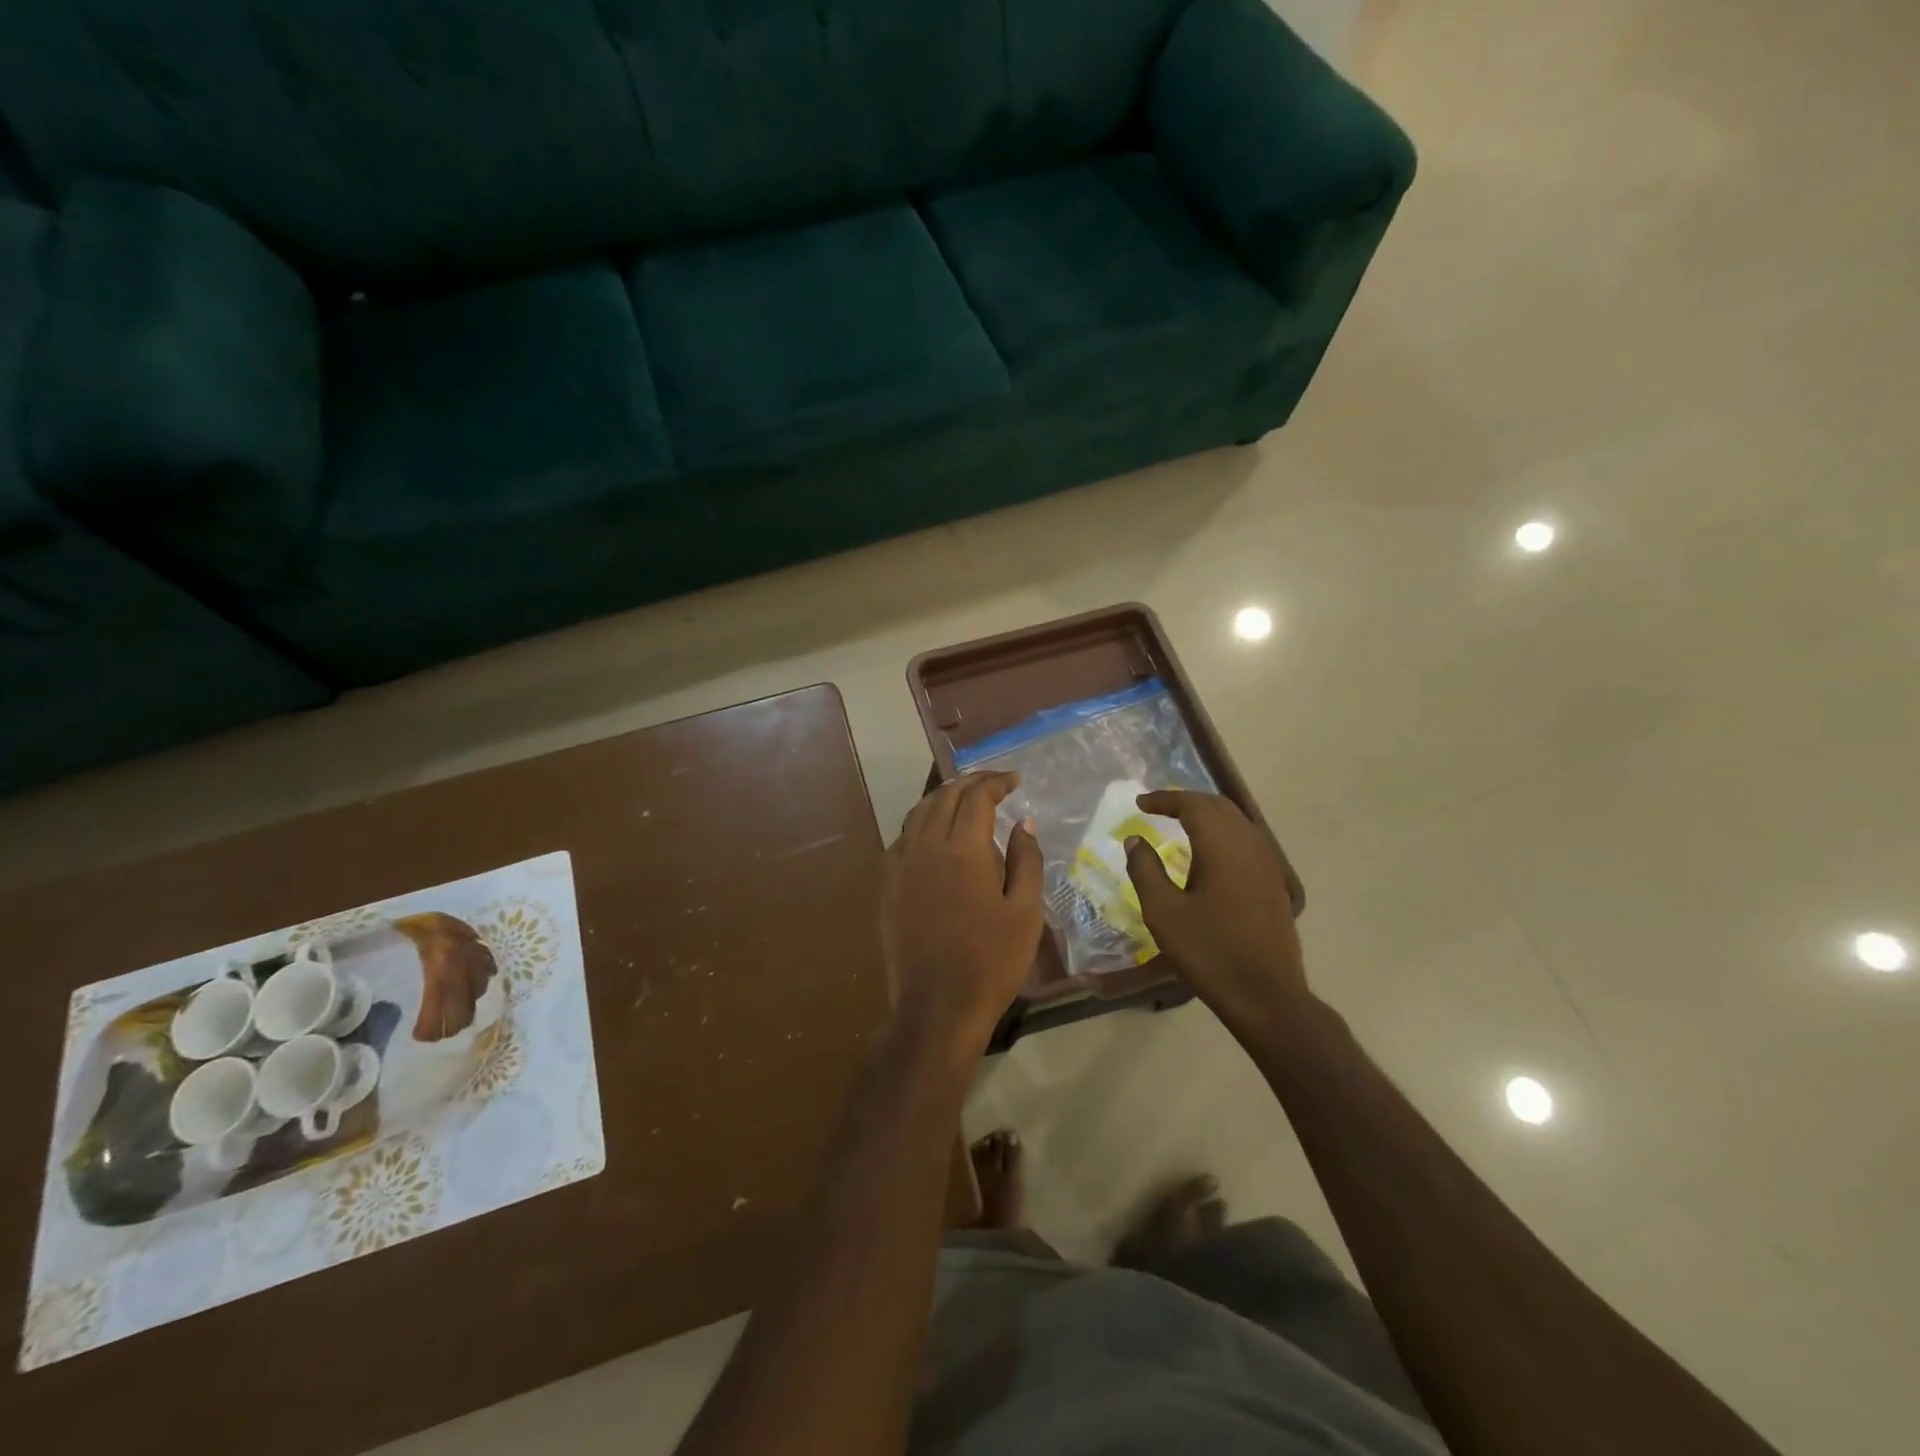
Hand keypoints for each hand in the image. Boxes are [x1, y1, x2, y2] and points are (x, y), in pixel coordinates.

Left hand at [882, 772, 1043, 1053]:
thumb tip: (1023, 823)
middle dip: (971, 783)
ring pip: (919, 812)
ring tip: (965, 799)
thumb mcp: (1025, 912)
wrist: (937, 1006)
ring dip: (944, 797)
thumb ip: (1026, 860)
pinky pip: (903, 837)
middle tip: (994, 784)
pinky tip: (934, 833)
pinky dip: (922, 822)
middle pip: (945, 796)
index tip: (1014, 781)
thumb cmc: (991, 961)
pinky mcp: (887, 885)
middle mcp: (926, 846)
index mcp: (962, 849)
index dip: (996, 783)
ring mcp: (901, 865)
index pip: (977, 797)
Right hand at [1123, 791, 1308, 1032]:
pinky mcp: (1274, 882)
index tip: (1140, 803)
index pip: (1193, 805)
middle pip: (1218, 806)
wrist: (1266, 995)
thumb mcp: (1163, 912)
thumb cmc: (1209, 952)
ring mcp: (1268, 863)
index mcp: (1222, 847)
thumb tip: (1135, 839)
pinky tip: (1208, 852)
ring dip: (1207, 815)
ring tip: (1179, 823)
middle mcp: (1249, 845)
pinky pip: (1247, 839)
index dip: (1165, 799)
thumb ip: (1145, 870)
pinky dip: (1223, 832)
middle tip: (1157, 808)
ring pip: (1236, 821)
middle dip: (1186, 801)